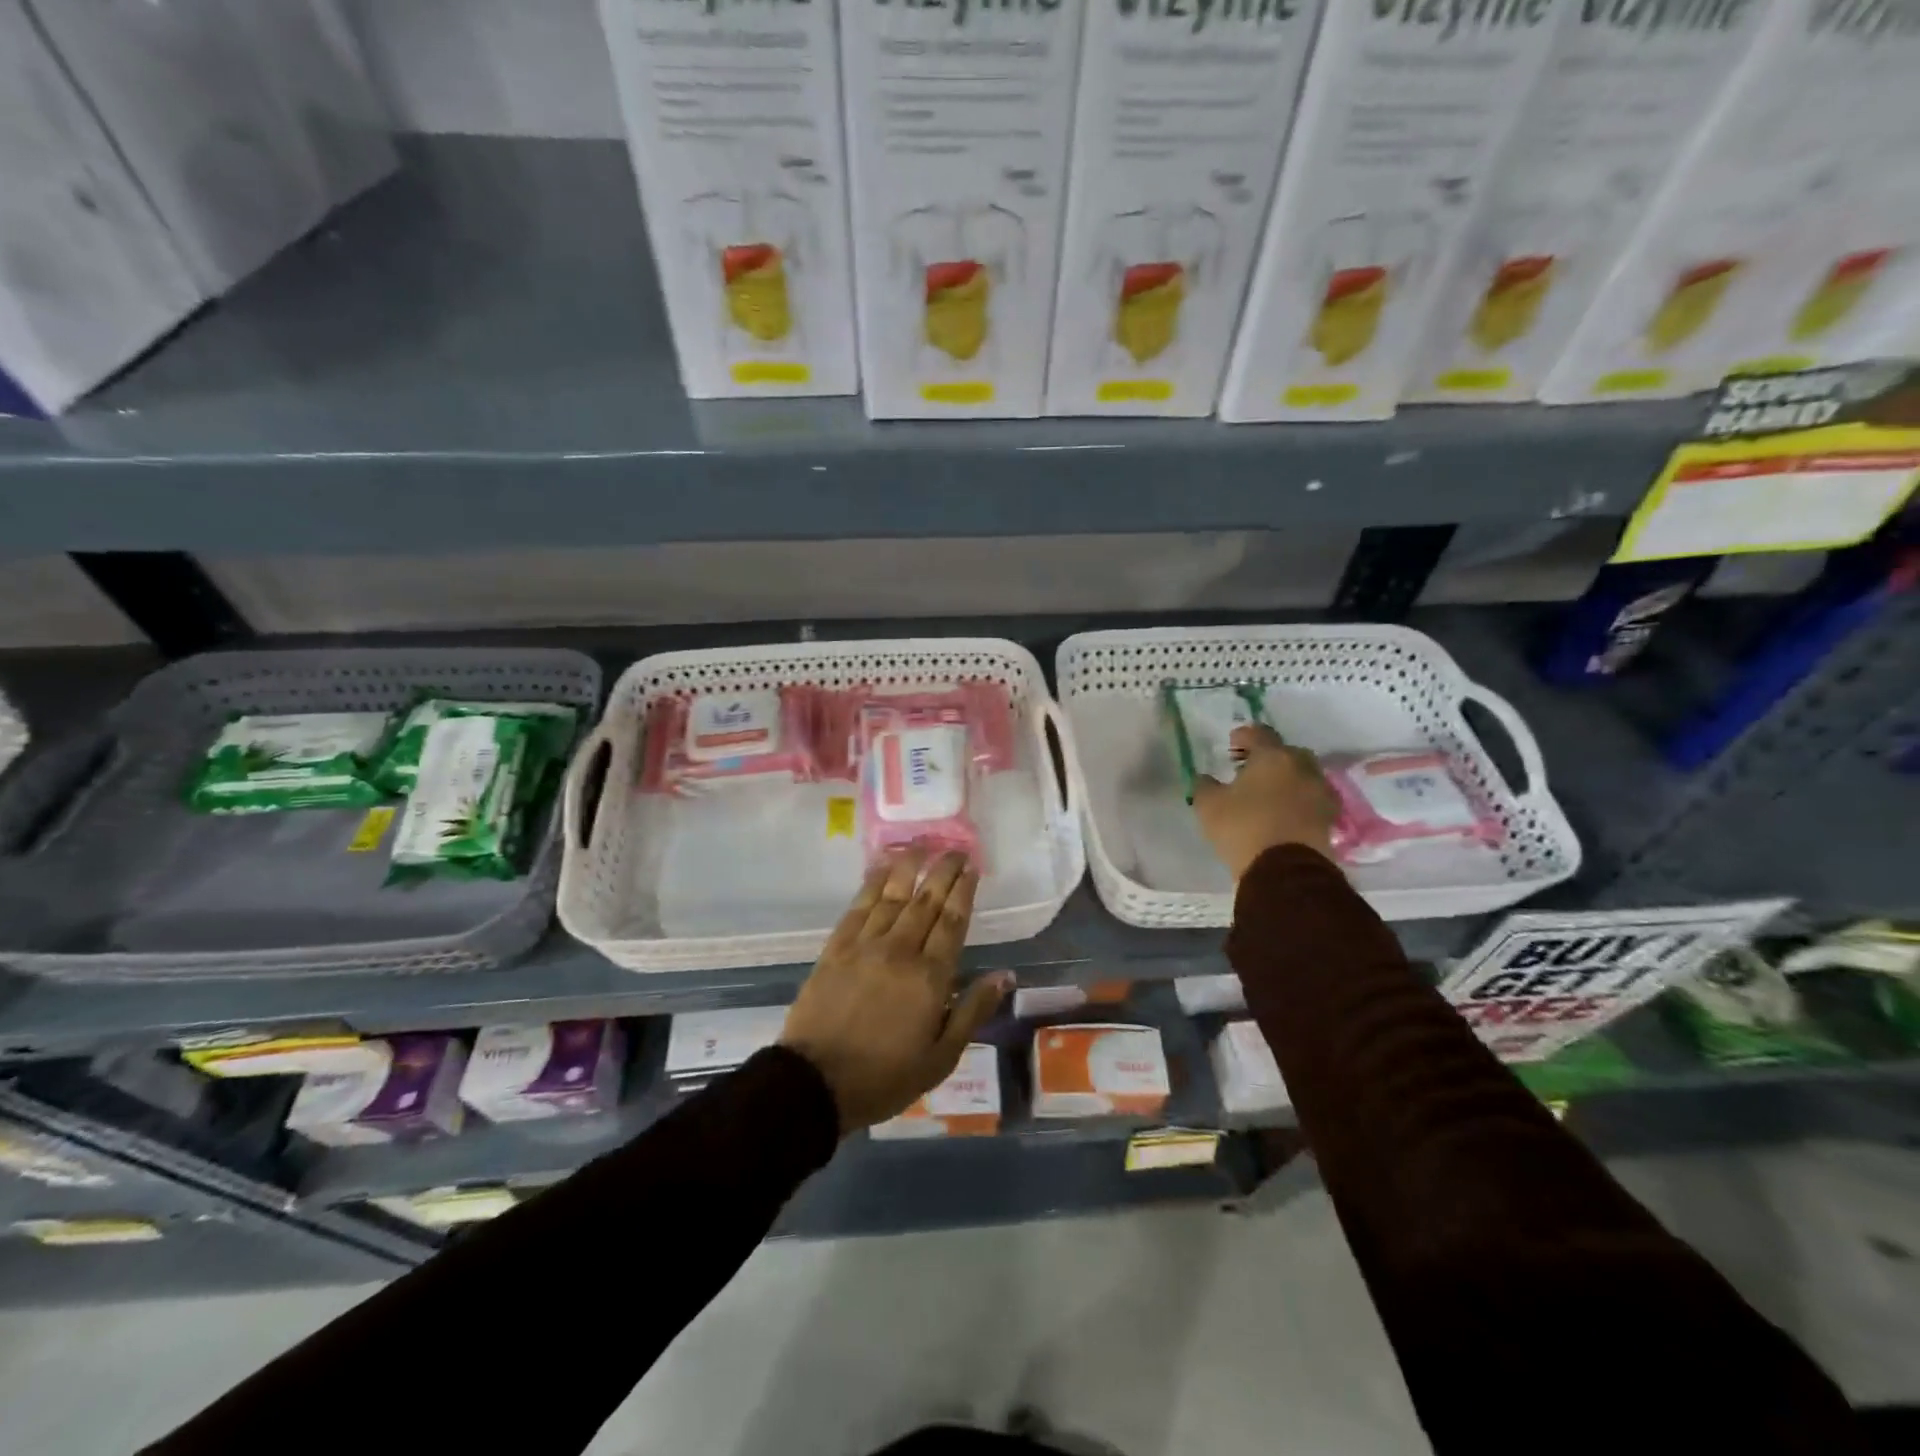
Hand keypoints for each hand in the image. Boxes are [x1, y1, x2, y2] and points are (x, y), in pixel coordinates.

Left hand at [781, 848, 1011, 1133]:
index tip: (972, 867)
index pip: (952, 922)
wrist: (814, 1083)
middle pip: (926, 901)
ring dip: (910, 867)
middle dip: (943, 871)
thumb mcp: (940, 1057)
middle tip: (956, 849)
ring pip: (893, 895)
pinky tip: (882, 868)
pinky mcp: (836, 948)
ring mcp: (865, 945)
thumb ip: (973, 1011)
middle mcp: (900, 950)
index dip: (964, 891)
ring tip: (923, 845)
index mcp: (930, 977)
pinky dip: (873, 883)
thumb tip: (1005, 974)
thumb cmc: (885, 1077)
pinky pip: (859, 906)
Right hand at [1192, 725, 1338, 879]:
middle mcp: (1302, 768)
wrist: (1285, 871)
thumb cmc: (1243, 828)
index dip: (1244, 736)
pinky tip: (1282, 812)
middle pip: (1287, 753)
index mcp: (1273, 757)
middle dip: (1269, 757)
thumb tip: (1206, 778)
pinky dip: (1298, 800)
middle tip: (1249, 769)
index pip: (1260, 734)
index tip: (1232, 744)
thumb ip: (1204, 785)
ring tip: (1267, 794)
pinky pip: (1311, 799)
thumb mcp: (1208, 805)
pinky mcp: (1329, 818)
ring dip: (1286, 779)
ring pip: (1303, 776)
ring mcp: (1320, 793)